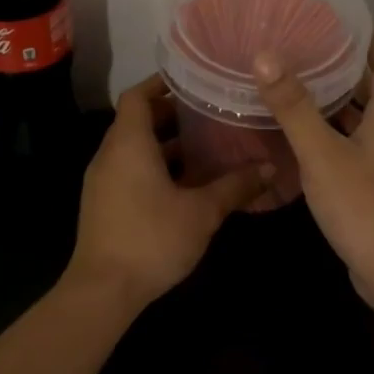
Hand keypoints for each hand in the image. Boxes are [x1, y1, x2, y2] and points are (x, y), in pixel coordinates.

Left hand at [68, 76, 270, 306]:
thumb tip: (270, 168)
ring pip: (134, 149)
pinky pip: (130, 171)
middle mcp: (110, 155)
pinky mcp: (104, 204)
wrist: (103, 290)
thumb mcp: (201, 212)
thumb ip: (235, 186)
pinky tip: (187, 184)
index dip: (162, 84)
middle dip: (172, 116)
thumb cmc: (151, 239)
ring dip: (166, 145)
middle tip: (211, 114)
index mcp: (129, 144)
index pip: (137, 96)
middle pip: (137, 121)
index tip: (194, 82)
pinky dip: (155, 167)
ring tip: (206, 146)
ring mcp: (103, 181)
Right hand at [253, 34, 373, 306]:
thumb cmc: (364, 206)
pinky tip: (303, 142)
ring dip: (338, 105)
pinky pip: (352, 151)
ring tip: (300, 87)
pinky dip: (332, 138)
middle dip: (348, 70)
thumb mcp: (323, 153)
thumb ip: (294, 107)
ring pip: (361, 124)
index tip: (348, 19)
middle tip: (311, 49)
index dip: (371, 41)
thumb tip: (265, 56)